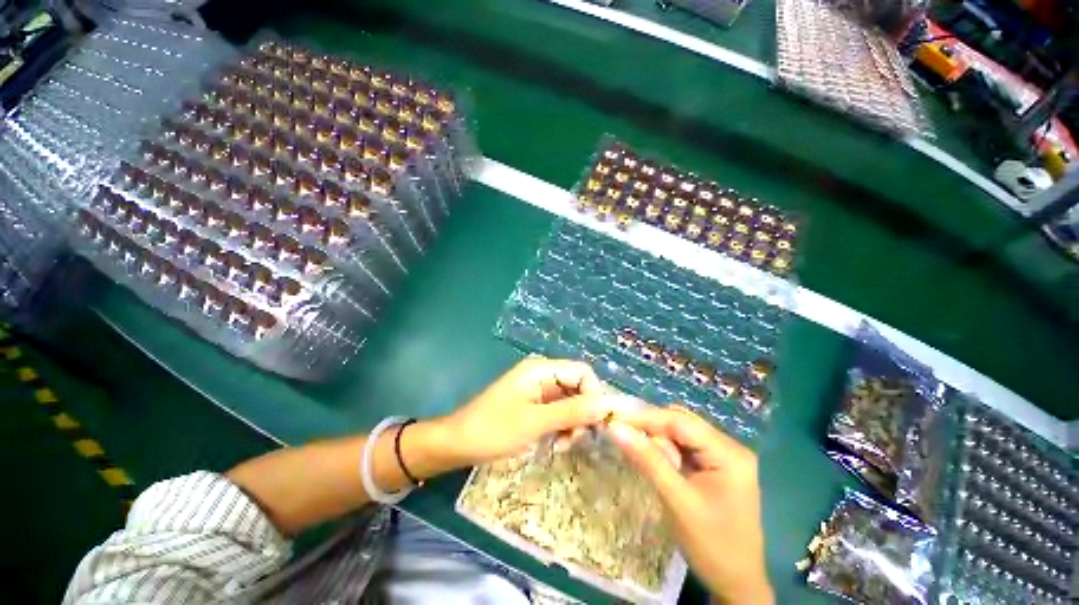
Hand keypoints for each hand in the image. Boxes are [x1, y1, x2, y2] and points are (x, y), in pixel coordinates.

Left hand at [432, 357, 612, 469]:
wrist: (458, 443)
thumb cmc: (493, 430)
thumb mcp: (535, 422)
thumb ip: (571, 411)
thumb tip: (605, 405)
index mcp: (541, 369)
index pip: (582, 372)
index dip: (594, 394)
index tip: (596, 424)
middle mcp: (542, 375)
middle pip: (578, 387)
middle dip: (583, 413)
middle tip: (576, 439)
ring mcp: (538, 390)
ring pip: (571, 401)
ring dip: (573, 423)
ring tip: (563, 445)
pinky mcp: (534, 404)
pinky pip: (559, 411)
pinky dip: (562, 426)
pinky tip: (556, 443)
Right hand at [607, 406, 773, 604]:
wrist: (738, 584)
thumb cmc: (712, 546)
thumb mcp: (677, 501)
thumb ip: (647, 460)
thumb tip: (615, 428)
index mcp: (728, 453)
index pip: (679, 421)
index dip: (645, 417)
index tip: (615, 419)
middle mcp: (729, 447)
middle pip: (681, 423)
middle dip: (652, 428)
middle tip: (624, 435)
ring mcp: (724, 456)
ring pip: (682, 433)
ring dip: (658, 439)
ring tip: (639, 451)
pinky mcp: (717, 466)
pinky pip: (686, 447)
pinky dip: (667, 450)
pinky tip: (656, 461)